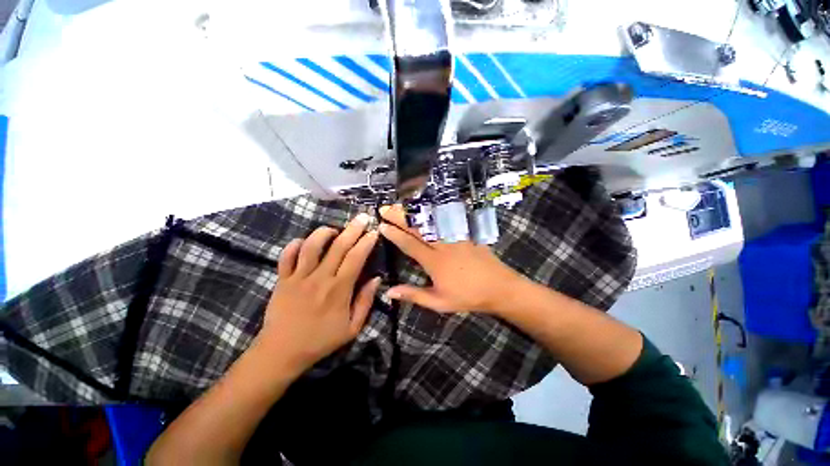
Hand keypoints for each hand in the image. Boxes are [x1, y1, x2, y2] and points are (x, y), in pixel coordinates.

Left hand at [257, 214, 380, 374]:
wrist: (281, 352)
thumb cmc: (321, 340)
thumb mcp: (352, 328)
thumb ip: (366, 301)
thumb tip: (376, 279)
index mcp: (339, 290)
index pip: (355, 258)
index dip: (366, 242)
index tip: (374, 232)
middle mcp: (319, 278)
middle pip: (338, 247)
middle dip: (353, 229)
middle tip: (362, 217)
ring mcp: (298, 277)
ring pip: (311, 246)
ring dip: (324, 233)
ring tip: (334, 229)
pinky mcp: (282, 279)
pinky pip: (286, 256)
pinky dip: (295, 244)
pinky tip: (304, 241)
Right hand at [378, 205, 524, 313]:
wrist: (499, 287)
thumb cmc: (467, 296)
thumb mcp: (439, 302)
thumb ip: (414, 295)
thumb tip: (389, 291)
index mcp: (434, 262)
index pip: (409, 244)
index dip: (395, 234)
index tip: (382, 225)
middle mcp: (442, 245)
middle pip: (418, 228)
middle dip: (400, 217)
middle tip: (385, 208)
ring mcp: (454, 236)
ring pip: (430, 221)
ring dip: (414, 212)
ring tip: (401, 205)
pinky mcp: (465, 233)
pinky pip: (446, 219)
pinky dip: (433, 212)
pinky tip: (427, 207)